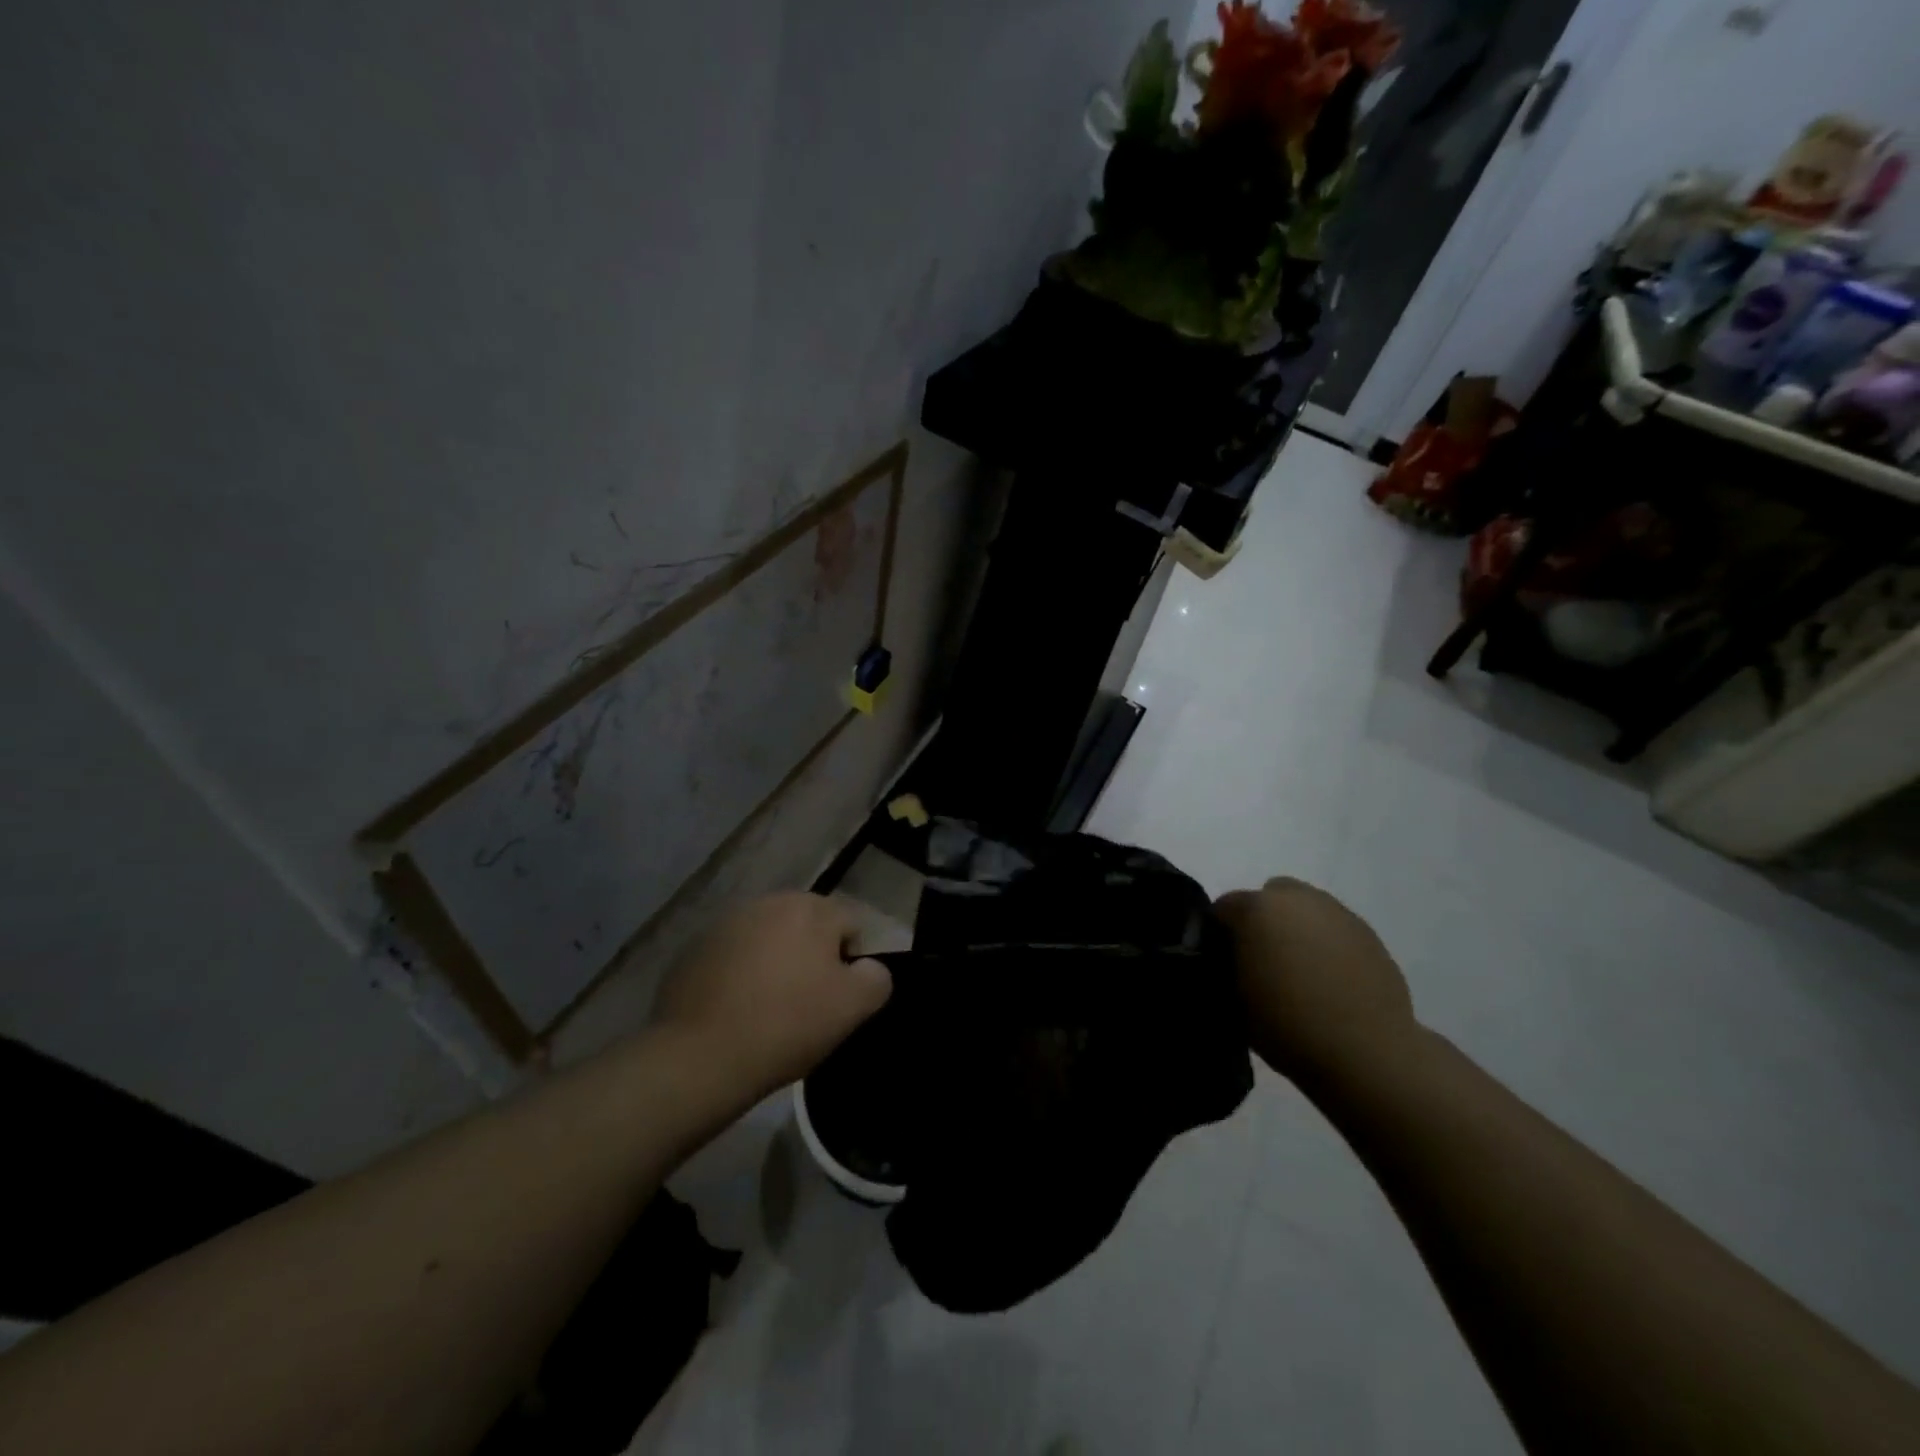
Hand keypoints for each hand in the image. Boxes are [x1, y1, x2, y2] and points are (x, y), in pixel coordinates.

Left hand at [651, 892, 891, 1101]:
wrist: (700, 1056)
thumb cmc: (787, 1024)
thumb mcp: (853, 1007)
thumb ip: (876, 978)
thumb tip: (867, 968)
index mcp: (811, 908)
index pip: (851, 925)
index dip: (852, 962)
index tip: (837, 999)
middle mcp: (769, 902)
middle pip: (808, 927)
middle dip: (812, 956)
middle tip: (807, 1003)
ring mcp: (727, 923)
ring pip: (769, 939)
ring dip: (776, 962)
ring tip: (769, 1008)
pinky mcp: (696, 948)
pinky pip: (734, 956)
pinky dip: (741, 974)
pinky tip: (736, 1010)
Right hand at [1214, 877, 1417, 1084]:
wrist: (1366, 1053)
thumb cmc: (1287, 1025)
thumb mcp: (1233, 999)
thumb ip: (1226, 966)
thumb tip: (1232, 960)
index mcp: (1256, 909)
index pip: (1223, 909)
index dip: (1219, 935)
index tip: (1223, 963)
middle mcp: (1296, 899)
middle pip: (1268, 897)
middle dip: (1261, 921)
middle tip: (1263, 961)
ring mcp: (1337, 913)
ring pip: (1305, 909)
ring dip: (1296, 928)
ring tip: (1300, 971)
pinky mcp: (1368, 933)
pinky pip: (1334, 929)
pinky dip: (1327, 944)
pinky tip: (1330, 980)